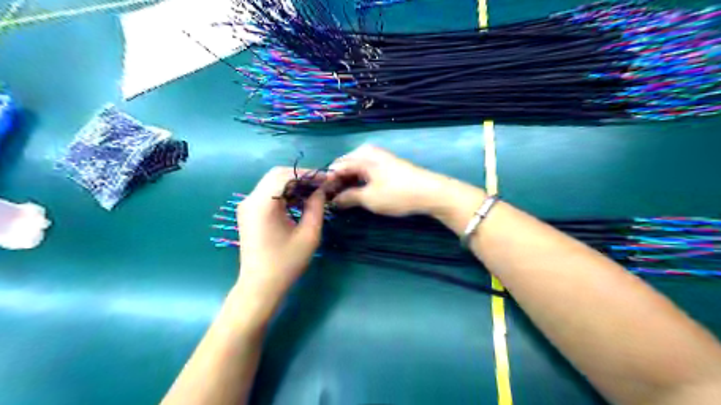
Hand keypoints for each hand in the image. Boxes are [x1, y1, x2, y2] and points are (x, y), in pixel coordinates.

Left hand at [233, 167, 327, 316]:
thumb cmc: (286, 263)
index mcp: (263, 204)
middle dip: (301, 176)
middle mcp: (250, 200)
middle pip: (276, 175)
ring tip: (314, 191)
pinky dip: (285, 193)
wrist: (260, 286)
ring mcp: (247, 206)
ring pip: (272, 183)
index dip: (308, 173)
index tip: (327, 178)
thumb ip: (316, 207)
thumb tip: (321, 189)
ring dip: (293, 184)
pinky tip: (300, 201)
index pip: (285, 175)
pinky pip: (268, 194)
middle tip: (322, 184)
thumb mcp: (309, 234)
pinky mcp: (249, 213)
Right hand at [328, 144, 476, 216]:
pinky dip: (359, 181)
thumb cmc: (397, 194)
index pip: (335, 167)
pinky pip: (365, 170)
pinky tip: (359, 193)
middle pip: (344, 166)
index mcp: (361, 156)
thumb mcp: (370, 198)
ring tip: (344, 199)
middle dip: (337, 182)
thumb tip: (334, 200)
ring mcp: (378, 157)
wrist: (430, 192)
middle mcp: (368, 152)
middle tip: (333, 201)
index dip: (327, 183)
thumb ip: (348, 197)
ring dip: (348, 183)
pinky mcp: (386, 165)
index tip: (322, 198)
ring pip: (355, 169)